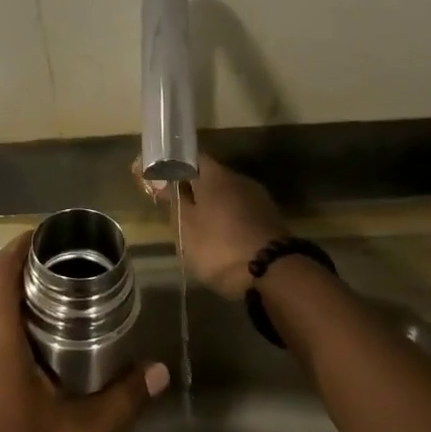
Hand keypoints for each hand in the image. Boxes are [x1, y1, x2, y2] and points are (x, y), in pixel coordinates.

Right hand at [134, 154, 285, 299]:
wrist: (275, 273)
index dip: (170, 167)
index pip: (188, 158)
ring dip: (210, 207)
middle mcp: (238, 179)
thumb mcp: (185, 227)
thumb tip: (164, 182)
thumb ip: (174, 201)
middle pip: (209, 177)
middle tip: (174, 209)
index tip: (154, 180)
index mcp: (215, 175)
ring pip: (226, 196)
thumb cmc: (220, 246)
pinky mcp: (270, 220)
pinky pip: (240, 212)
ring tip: (196, 229)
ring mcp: (258, 199)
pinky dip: (227, 221)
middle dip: (191, 190)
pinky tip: (220, 239)